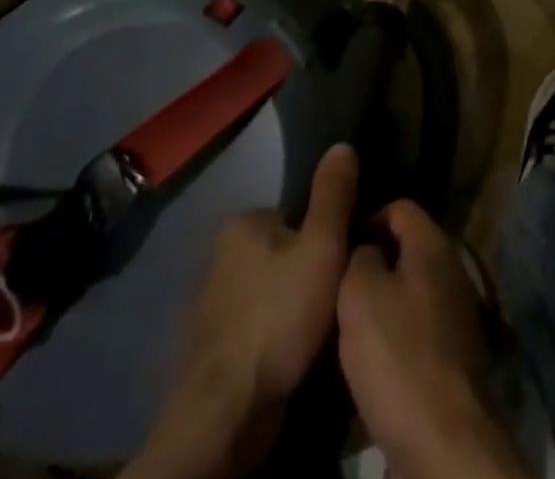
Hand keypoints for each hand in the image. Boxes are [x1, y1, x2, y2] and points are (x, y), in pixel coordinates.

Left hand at [124, 145, 357, 478]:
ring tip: (315, 331)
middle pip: (284, 252)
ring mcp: (212, 300)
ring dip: (291, 306)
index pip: (297, 216)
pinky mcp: (212, 343)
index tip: (341, 266)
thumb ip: (334, 195)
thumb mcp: (322, 246)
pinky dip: (273, 334)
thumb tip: (342, 144)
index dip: (325, 239)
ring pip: (271, 290)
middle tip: (332, 300)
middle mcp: (220, 253)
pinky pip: (256, 324)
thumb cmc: (279, 316)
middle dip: (307, 273)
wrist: (229, 410)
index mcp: (243, 222)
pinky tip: (290, 353)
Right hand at [338, 201, 526, 478]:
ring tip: (352, 323)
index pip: (400, 206)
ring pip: (413, 289)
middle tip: (341, 284)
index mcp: (433, 243)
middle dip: (375, 262)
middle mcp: (452, 268)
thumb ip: (359, 256)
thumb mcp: (359, 292)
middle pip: (408, 248)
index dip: (367, 218)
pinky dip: (399, 334)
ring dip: (385, 302)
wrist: (443, 438)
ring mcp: (458, 312)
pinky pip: (421, 326)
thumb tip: (367, 249)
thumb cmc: (397, 351)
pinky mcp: (456, 354)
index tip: (341, 246)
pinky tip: (376, 358)